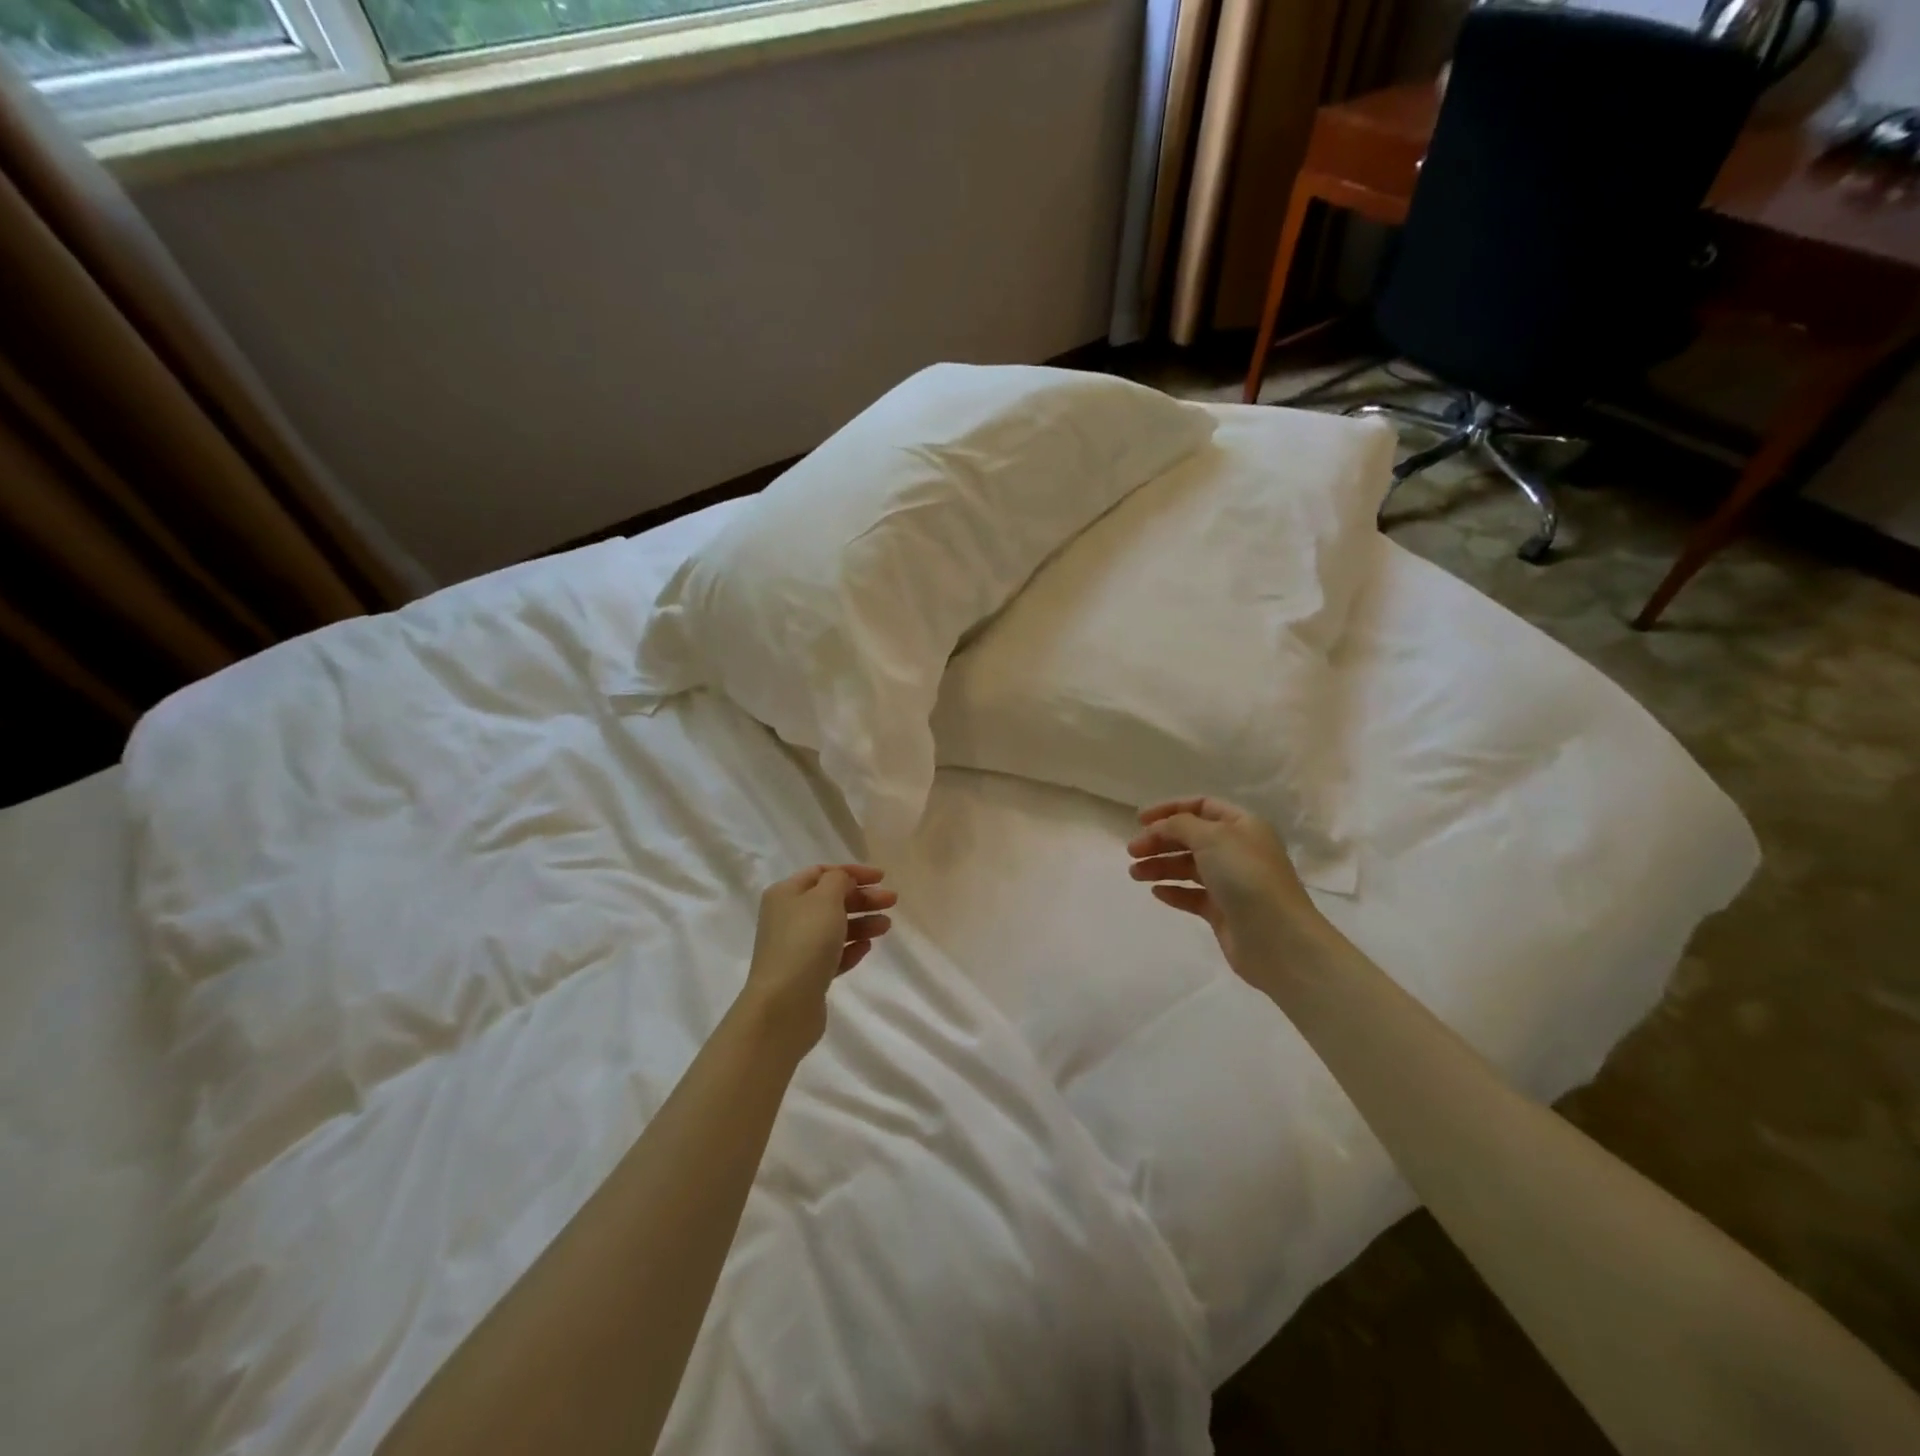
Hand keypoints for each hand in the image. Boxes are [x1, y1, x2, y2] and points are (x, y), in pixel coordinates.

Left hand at [741, 864, 895, 1051]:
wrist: (784, 1006)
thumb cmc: (805, 942)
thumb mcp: (825, 899)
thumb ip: (839, 880)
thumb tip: (843, 881)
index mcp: (786, 893)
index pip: (822, 872)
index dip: (853, 872)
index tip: (882, 878)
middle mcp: (787, 917)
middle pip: (830, 900)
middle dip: (862, 898)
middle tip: (891, 901)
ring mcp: (796, 948)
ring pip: (834, 928)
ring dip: (862, 923)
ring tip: (886, 926)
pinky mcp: (806, 975)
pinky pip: (832, 954)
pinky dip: (850, 948)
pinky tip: (867, 948)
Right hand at [1127, 798, 1328, 991]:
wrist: (1277, 938)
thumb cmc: (1246, 876)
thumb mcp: (1211, 837)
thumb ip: (1179, 825)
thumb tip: (1160, 827)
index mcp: (1243, 826)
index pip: (1201, 806)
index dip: (1170, 809)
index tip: (1140, 820)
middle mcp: (1238, 850)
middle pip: (1191, 838)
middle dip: (1160, 841)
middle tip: (1132, 852)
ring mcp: (1232, 883)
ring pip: (1188, 867)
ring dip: (1160, 866)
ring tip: (1135, 874)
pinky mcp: (1224, 911)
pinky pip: (1193, 895)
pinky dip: (1174, 891)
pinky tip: (1156, 892)